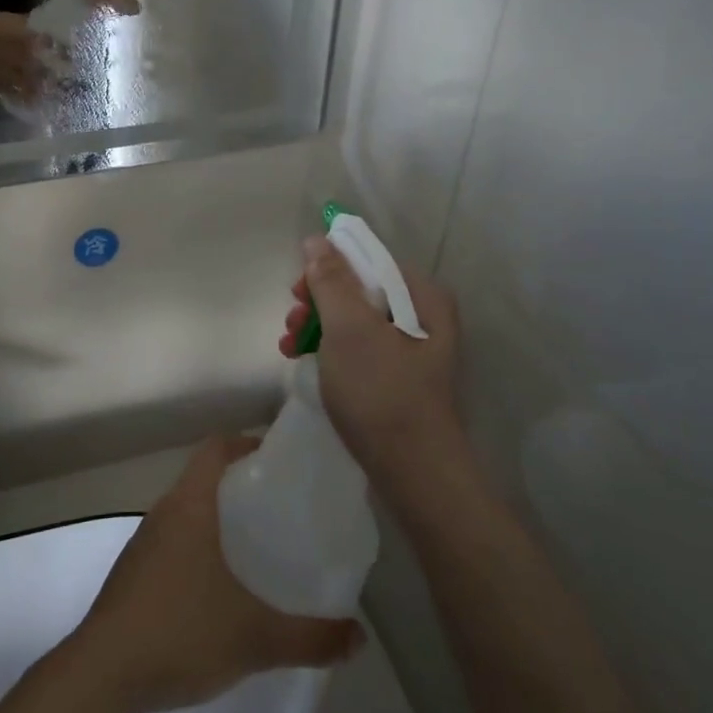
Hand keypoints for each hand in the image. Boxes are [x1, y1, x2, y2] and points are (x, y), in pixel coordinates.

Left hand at [68, 435, 363, 712]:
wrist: (101, 675)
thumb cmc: (180, 633)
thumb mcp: (256, 638)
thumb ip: (312, 638)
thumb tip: (359, 637)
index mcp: (190, 505)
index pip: (216, 447)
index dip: (247, 444)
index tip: (280, 463)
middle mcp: (164, 513)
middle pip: (204, 478)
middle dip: (241, 487)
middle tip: (282, 512)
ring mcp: (144, 543)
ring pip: (188, 512)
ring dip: (219, 521)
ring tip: (258, 550)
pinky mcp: (133, 573)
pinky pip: (174, 542)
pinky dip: (199, 550)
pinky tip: (220, 591)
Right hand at [279, 237, 463, 484]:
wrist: (413, 472)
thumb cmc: (381, 392)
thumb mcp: (349, 328)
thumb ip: (331, 280)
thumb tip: (317, 239)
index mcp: (422, 296)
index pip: (368, 260)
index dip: (328, 268)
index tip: (298, 292)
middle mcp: (423, 317)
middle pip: (360, 291)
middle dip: (319, 302)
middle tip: (292, 321)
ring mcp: (412, 350)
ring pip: (355, 321)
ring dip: (318, 327)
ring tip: (289, 346)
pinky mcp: (398, 379)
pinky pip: (359, 349)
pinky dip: (330, 351)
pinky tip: (304, 362)